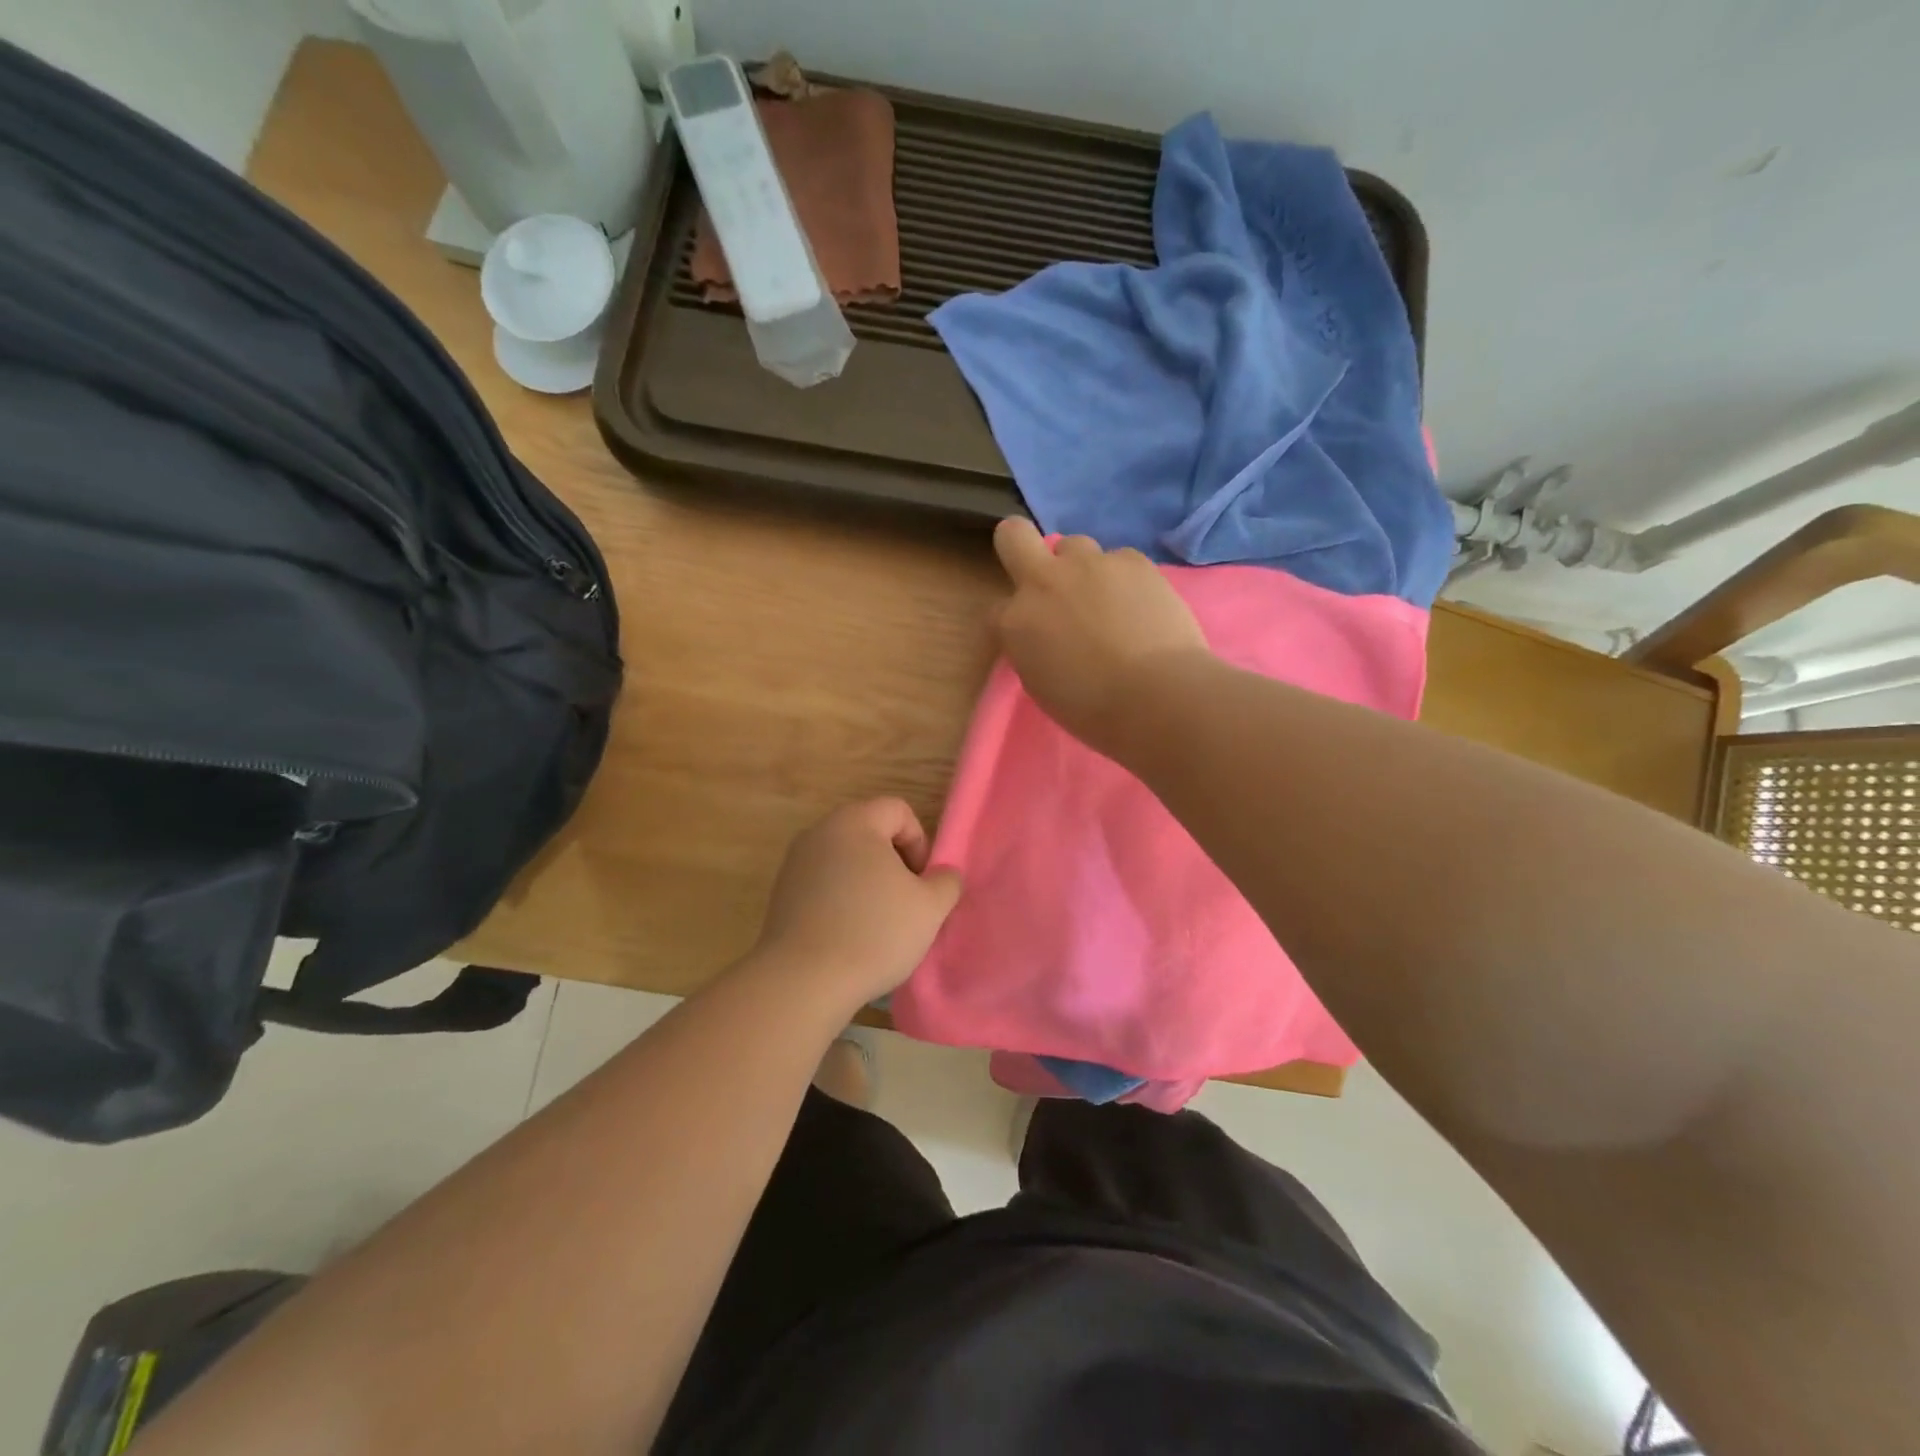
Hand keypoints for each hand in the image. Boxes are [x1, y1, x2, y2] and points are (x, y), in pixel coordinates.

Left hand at [752, 799, 963, 1009]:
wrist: (804, 981)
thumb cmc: (874, 932)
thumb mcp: (930, 907)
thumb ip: (946, 881)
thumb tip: (941, 875)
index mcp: (854, 822)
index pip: (898, 811)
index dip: (919, 842)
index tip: (921, 883)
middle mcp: (819, 832)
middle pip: (869, 832)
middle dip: (894, 863)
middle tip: (905, 902)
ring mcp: (795, 863)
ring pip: (845, 860)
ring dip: (867, 883)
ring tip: (878, 923)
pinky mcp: (781, 894)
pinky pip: (823, 884)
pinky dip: (841, 900)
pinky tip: (849, 936)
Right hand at [992, 518, 1211, 755]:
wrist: (1157, 696)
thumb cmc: (1093, 709)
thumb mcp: (1042, 687)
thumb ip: (1034, 651)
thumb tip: (1045, 638)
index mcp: (1015, 622)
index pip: (998, 609)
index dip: (1016, 622)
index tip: (1035, 638)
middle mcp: (1043, 581)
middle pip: (1013, 535)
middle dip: (1019, 546)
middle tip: (1046, 577)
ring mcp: (1089, 564)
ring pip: (1074, 545)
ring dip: (1080, 567)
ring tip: (1106, 599)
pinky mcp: (1132, 560)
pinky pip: (1119, 559)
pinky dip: (1124, 578)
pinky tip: (1141, 605)